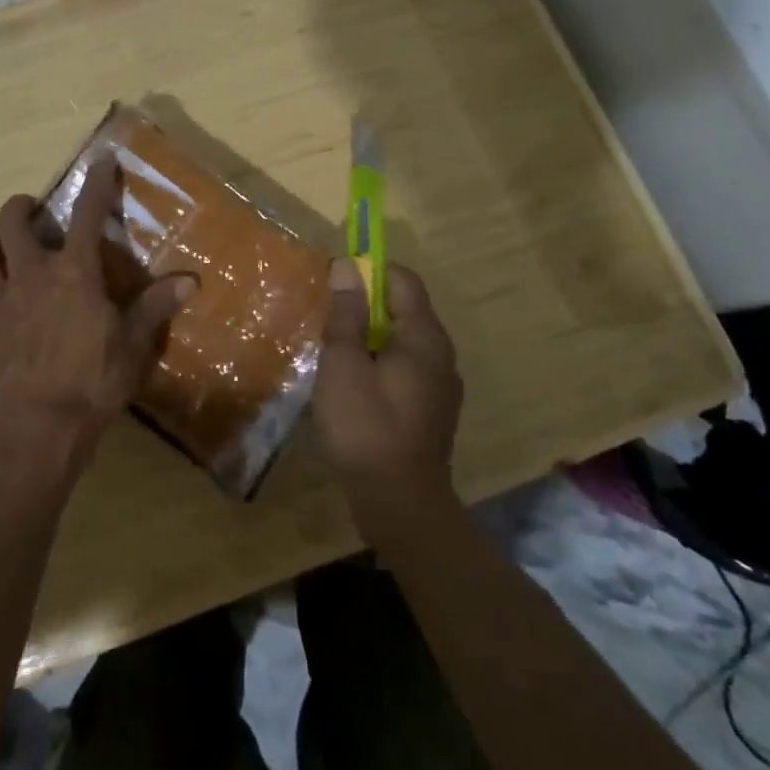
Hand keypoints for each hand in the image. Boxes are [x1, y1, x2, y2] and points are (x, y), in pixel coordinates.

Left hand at [0, 165, 196, 495]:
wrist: (37, 432)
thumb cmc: (93, 383)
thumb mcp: (134, 346)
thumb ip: (157, 308)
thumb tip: (192, 281)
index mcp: (72, 273)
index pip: (87, 215)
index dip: (96, 184)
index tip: (100, 161)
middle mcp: (29, 276)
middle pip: (10, 221)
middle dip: (20, 207)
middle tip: (32, 212)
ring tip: (3, 249)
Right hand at [312, 257, 462, 536]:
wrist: (400, 504)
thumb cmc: (366, 426)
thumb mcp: (344, 364)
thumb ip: (347, 314)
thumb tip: (347, 266)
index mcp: (423, 336)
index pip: (403, 279)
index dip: (369, 271)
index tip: (335, 283)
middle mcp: (440, 354)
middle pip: (403, 309)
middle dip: (365, 305)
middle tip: (328, 319)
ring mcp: (441, 385)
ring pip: (402, 341)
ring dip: (370, 337)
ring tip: (335, 351)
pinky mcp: (433, 410)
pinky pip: (405, 368)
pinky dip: (380, 363)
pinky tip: (353, 386)